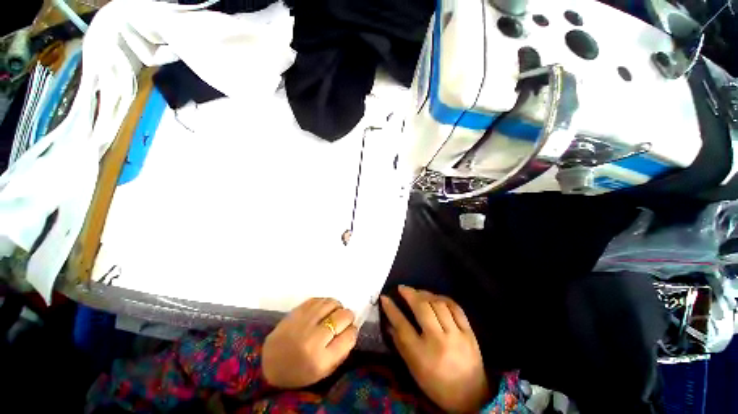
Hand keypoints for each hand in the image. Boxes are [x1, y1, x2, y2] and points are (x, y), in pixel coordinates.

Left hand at [262, 298, 357, 388]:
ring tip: (335, 313)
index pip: (349, 336)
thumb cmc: (299, 372)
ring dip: (338, 307)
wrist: (268, 364)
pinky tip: (324, 309)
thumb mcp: (324, 371)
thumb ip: (342, 350)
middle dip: (348, 317)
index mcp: (320, 359)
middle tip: (345, 320)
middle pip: (342, 316)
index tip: (350, 331)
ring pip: (331, 303)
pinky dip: (326, 303)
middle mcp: (312, 338)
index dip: (352, 331)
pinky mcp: (296, 311)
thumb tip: (352, 328)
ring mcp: (303, 322)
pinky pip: (319, 299)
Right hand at [381, 286, 489, 412]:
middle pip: (422, 308)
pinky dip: (443, 298)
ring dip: (425, 294)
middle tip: (402, 288)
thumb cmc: (437, 385)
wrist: (471, 397)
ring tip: (417, 292)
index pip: (402, 325)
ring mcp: (456, 335)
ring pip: (438, 304)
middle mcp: (439, 341)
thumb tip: (389, 323)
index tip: (384, 297)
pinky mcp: (469, 332)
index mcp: (422, 355)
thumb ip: (400, 344)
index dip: (391, 309)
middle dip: (409, 294)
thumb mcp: (414, 369)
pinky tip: (436, 297)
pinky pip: (455, 308)